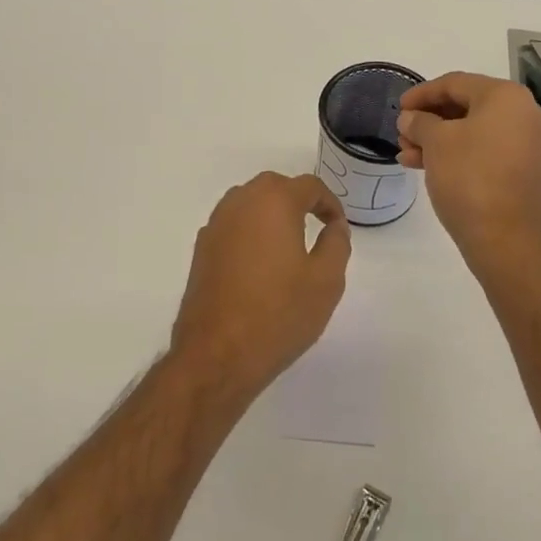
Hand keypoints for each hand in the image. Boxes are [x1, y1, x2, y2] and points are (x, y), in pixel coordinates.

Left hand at [169, 172, 351, 394]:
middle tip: (317, 227)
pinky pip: (232, 225)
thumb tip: (334, 225)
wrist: (217, 354)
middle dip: (298, 201)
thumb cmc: (279, 314)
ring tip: (289, 244)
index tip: (338, 226)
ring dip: (271, 214)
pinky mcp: (201, 249)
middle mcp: (240, 203)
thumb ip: (336, 243)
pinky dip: (250, 232)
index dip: (329, 203)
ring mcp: (215, 225)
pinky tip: (261, 263)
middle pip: (274, 187)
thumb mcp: (326, 280)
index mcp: (273, 202)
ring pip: (249, 203)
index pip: (309, 186)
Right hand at [395, 73, 540, 262]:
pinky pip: (488, 150)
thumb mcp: (436, 143)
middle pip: (468, 106)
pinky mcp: (528, 169)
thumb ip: (419, 122)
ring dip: (440, 140)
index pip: (456, 83)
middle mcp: (527, 113)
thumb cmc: (469, 179)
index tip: (398, 108)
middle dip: (430, 120)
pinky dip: (460, 153)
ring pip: (476, 131)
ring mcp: (531, 142)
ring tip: (408, 155)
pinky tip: (429, 166)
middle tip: (402, 135)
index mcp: (507, 97)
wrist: (505, 239)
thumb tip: (411, 118)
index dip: (422, 93)